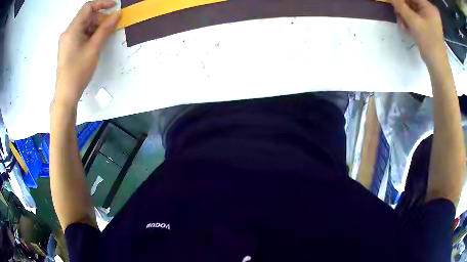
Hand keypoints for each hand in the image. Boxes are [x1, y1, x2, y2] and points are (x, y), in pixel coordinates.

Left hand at [54, 1, 119, 108]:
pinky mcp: (68, 48)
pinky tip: (95, 43)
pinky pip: (80, 35)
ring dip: (95, 27)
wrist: (66, 94)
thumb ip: (105, 28)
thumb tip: (117, 14)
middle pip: (85, 17)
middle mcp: (68, 32)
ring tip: (104, 36)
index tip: (114, 7)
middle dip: (99, 18)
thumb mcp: (94, 47)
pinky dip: (89, 35)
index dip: (102, 4)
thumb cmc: (79, 70)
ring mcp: (67, 41)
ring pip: (83, 26)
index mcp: (72, 29)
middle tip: (110, 26)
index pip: (87, 7)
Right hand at [390, 0, 446, 66]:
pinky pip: (415, 14)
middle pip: (410, 0)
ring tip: (402, 24)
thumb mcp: (413, 21)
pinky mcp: (427, 21)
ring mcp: (429, 15)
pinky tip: (406, 26)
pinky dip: (409, 18)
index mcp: (428, 5)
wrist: (438, 65)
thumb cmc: (429, 43)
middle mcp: (429, 8)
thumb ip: (399, 4)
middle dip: (402, 6)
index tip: (393, 2)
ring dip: (404, 13)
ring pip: (411, 7)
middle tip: (396, 14)